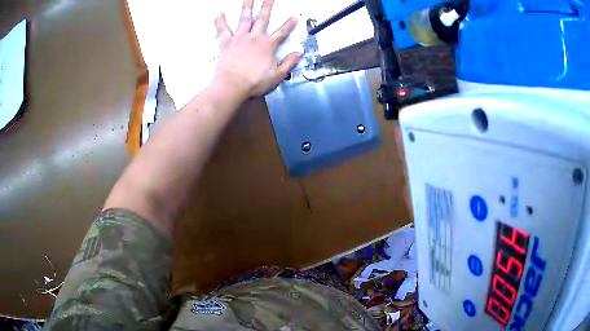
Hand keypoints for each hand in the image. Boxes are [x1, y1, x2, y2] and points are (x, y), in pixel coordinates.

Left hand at [213, 0, 302, 98]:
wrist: (232, 85)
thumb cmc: (255, 82)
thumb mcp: (277, 75)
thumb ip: (289, 62)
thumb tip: (300, 52)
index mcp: (268, 46)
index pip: (282, 33)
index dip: (289, 25)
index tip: (294, 16)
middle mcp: (255, 38)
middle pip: (263, 19)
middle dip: (267, 7)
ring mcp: (240, 38)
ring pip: (245, 19)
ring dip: (247, 7)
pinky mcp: (227, 42)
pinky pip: (223, 30)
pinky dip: (220, 22)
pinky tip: (219, 13)